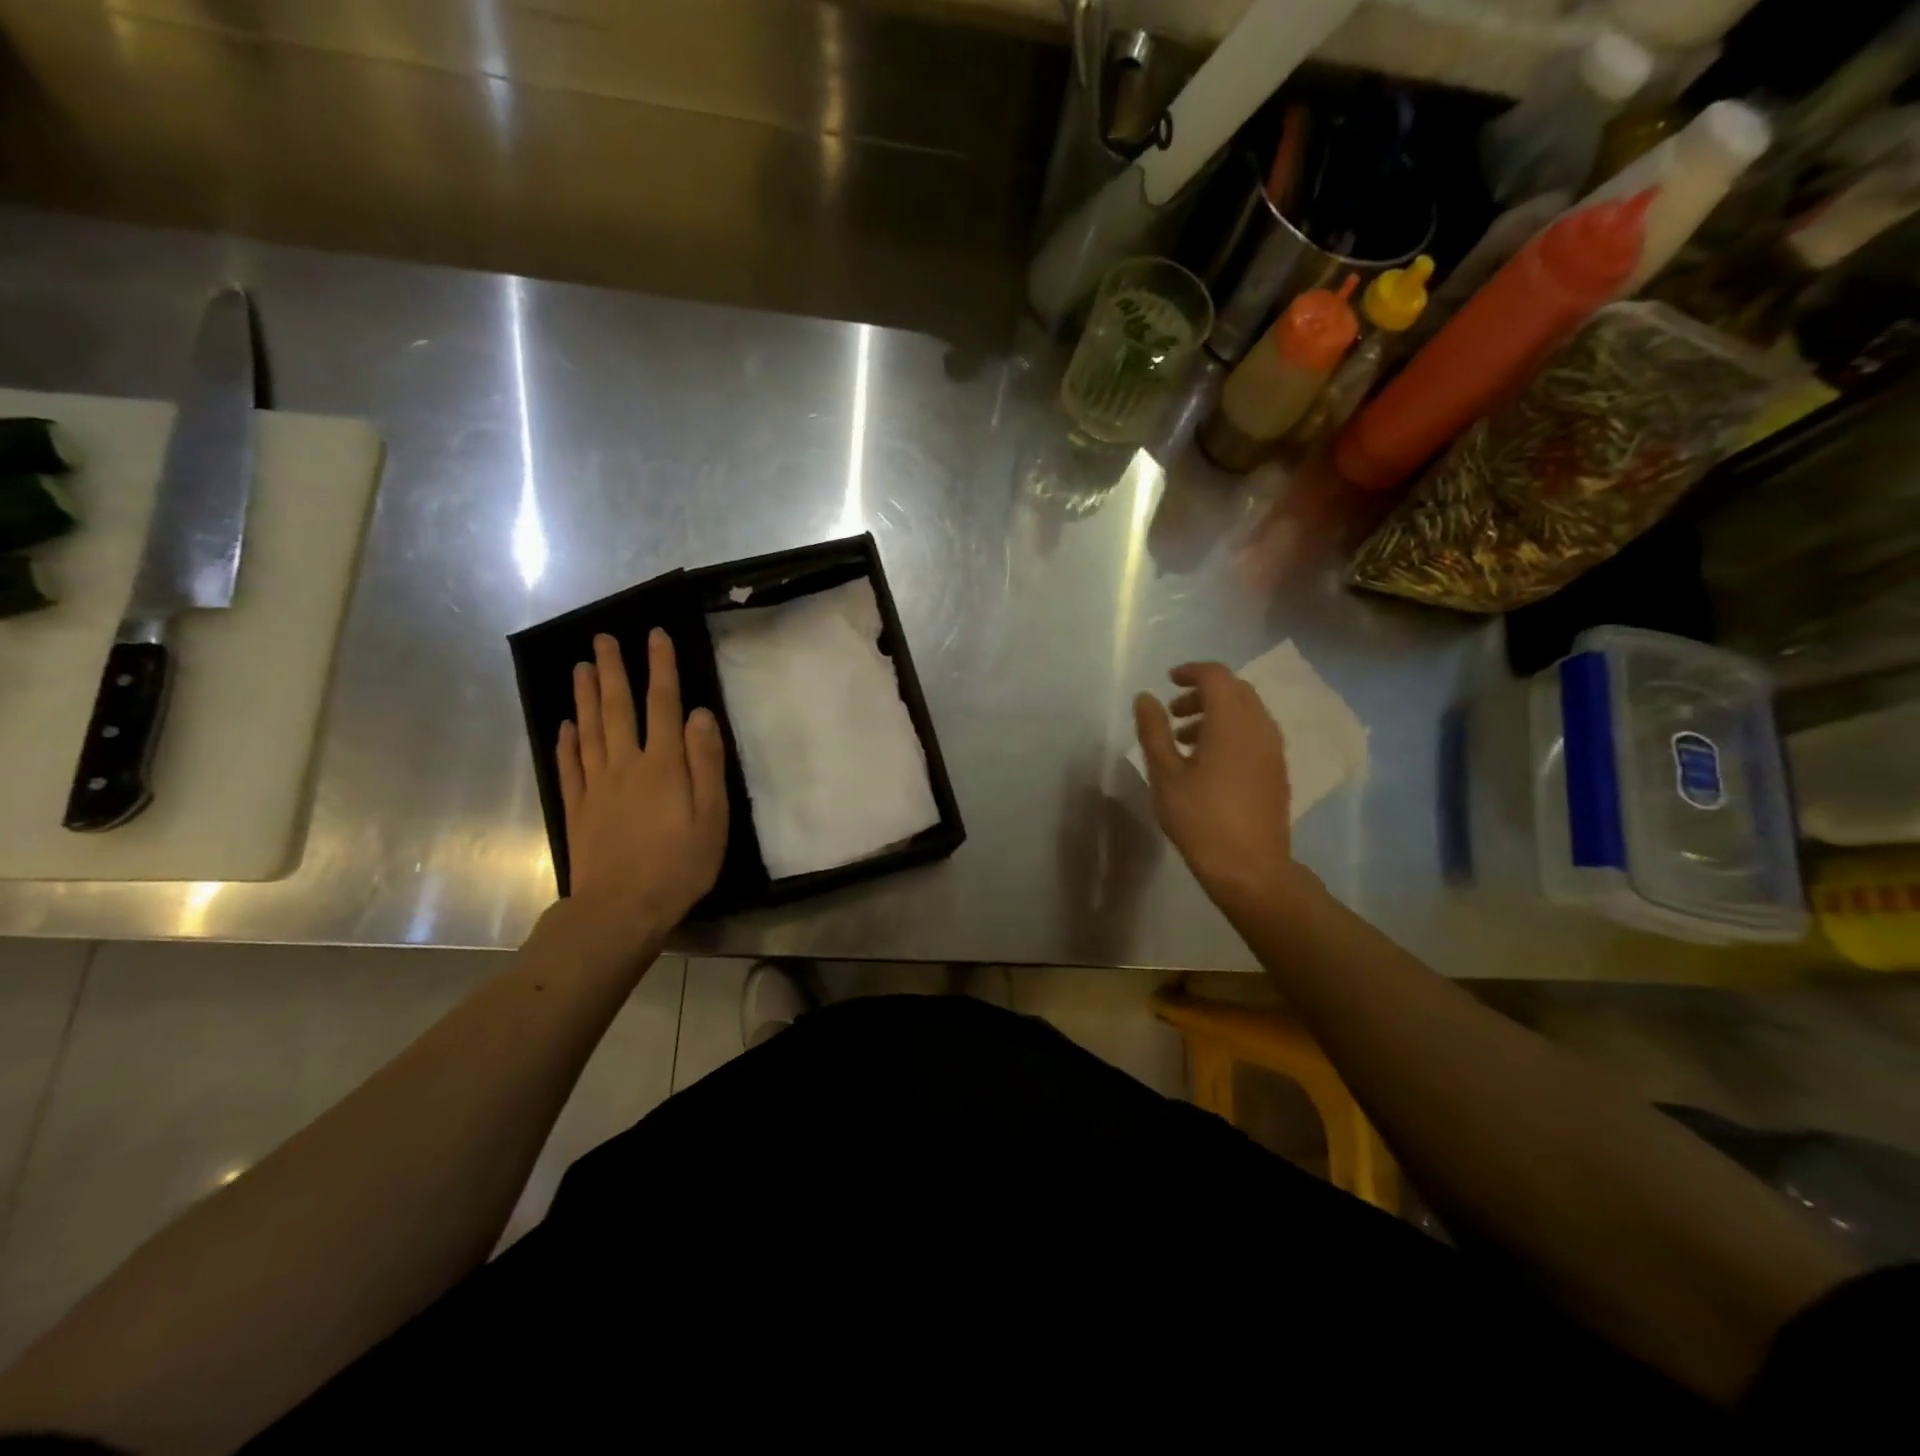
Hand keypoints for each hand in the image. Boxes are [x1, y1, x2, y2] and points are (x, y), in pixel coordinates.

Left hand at [557, 629, 727, 954]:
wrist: (620, 909)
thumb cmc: (679, 865)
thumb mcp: (712, 816)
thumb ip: (706, 763)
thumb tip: (700, 714)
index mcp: (663, 765)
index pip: (663, 705)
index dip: (660, 668)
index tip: (655, 636)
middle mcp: (626, 765)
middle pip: (618, 709)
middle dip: (614, 671)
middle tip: (601, 638)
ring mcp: (596, 786)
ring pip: (589, 730)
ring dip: (586, 696)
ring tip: (581, 667)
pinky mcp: (578, 809)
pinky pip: (569, 766)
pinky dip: (566, 742)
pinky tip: (565, 725)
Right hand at [1133, 662, 1313, 914]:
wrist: (1249, 867)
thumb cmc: (1200, 819)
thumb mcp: (1165, 774)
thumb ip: (1154, 731)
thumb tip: (1145, 698)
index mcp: (1231, 722)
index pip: (1216, 676)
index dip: (1190, 672)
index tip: (1168, 681)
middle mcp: (1259, 727)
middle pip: (1235, 690)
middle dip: (1203, 692)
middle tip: (1174, 714)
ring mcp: (1273, 749)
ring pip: (1247, 712)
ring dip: (1217, 713)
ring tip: (1185, 740)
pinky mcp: (1277, 770)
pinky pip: (1255, 733)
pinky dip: (1232, 731)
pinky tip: (1209, 762)